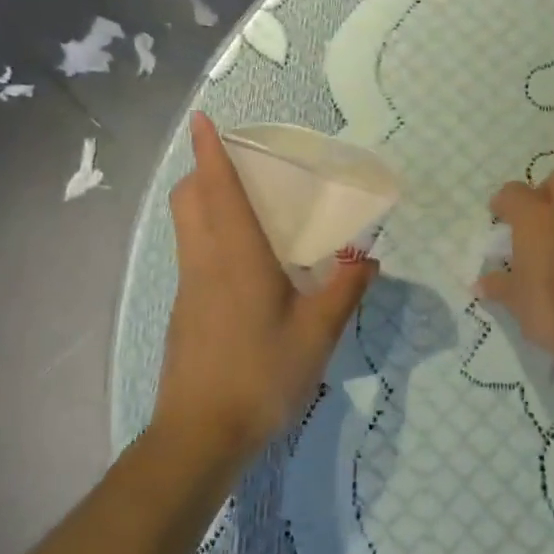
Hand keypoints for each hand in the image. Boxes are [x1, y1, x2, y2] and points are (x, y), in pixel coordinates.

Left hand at [153, 114, 377, 453]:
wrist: (201, 434)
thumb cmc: (262, 375)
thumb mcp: (318, 334)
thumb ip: (345, 290)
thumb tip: (369, 259)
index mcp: (236, 257)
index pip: (218, 190)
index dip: (210, 151)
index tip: (203, 120)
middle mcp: (205, 263)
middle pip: (189, 201)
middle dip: (203, 173)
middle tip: (240, 168)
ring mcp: (188, 288)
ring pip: (187, 228)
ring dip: (205, 203)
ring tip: (250, 209)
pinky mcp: (185, 312)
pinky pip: (194, 255)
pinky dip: (211, 237)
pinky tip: (248, 264)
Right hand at [475, 169, 553, 374]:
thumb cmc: (551, 309)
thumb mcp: (516, 301)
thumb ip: (498, 287)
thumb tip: (480, 283)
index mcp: (536, 219)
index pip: (515, 192)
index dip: (504, 201)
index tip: (498, 215)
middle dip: (544, 191)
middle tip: (532, 217)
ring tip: (553, 239)